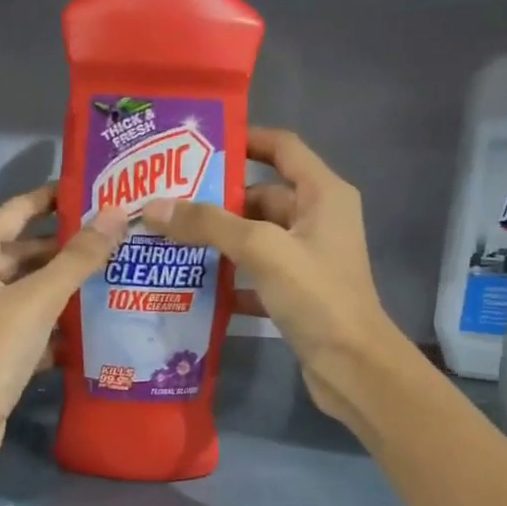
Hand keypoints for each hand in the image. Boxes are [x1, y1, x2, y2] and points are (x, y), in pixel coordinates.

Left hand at [0, 185, 124, 505]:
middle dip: (62, 249)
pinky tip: (85, 329)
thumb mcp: (39, 299)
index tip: (84, 191)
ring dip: (60, 288)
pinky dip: (50, 325)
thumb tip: (113, 214)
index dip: (47, 199)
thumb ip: (78, 258)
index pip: (13, 213)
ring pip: (24, 293)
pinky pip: (24, 326)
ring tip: (106, 279)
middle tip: (108, 240)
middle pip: (20, 254)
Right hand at [141, 127, 405, 428]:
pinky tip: (193, 286)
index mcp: (323, 194)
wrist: (352, 366)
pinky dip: (230, 279)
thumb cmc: (316, 296)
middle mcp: (318, 219)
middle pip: (262, 196)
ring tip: (169, 240)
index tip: (198, 146)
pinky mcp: (298, 293)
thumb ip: (209, 224)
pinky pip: (257, 275)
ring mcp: (308, 259)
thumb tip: (154, 207)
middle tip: (167, 202)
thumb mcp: (261, 249)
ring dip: (219, 241)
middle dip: (218, 200)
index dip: (245, 140)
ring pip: (256, 238)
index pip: (282, 148)